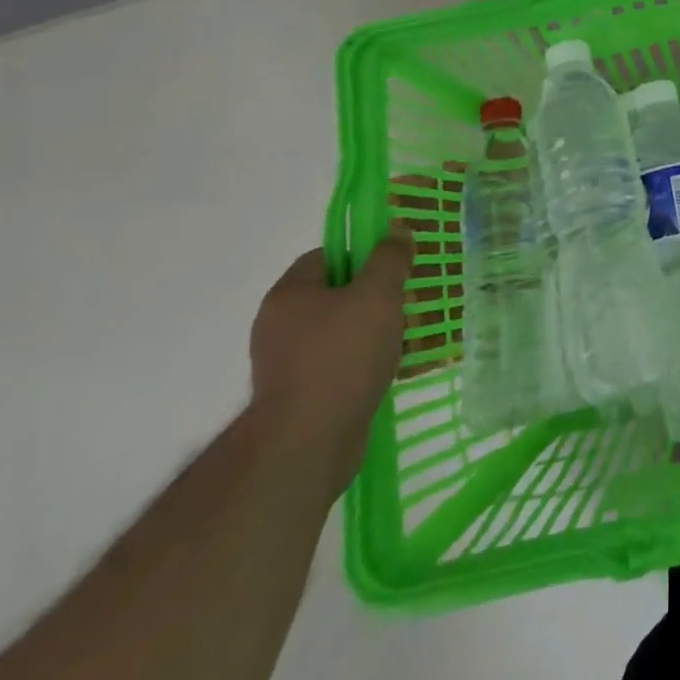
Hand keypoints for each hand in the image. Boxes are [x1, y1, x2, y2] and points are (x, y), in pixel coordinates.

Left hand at [248, 231, 413, 496]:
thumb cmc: (341, 358)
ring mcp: (284, 365)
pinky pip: (333, 365)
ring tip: (399, 340)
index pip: (326, 256)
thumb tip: (397, 232)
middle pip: (332, 294)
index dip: (361, 255)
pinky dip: (357, 364)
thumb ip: (389, 259)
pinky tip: (382, 372)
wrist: (306, 447)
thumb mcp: (377, 295)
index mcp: (289, 294)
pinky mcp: (296, 398)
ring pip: (336, 332)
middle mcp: (278, 325)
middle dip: (369, 296)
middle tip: (401, 303)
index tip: (391, 268)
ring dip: (367, 333)